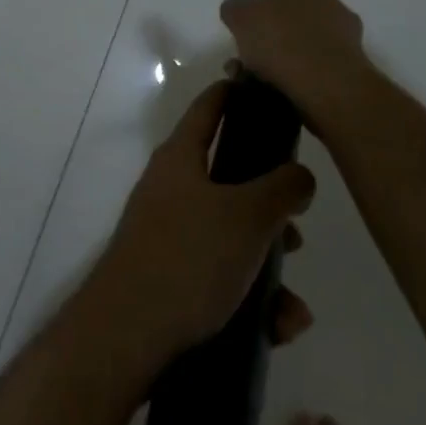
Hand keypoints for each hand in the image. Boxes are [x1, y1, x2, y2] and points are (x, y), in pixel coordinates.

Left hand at [86, 81, 316, 364]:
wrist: (126, 337)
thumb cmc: (188, 258)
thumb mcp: (246, 216)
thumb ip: (281, 188)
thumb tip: (299, 174)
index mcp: (181, 157)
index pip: (210, 107)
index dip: (236, 93)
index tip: (264, 88)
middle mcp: (171, 188)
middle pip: (230, 179)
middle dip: (270, 206)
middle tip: (297, 229)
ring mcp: (168, 235)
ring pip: (232, 236)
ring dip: (268, 266)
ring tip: (291, 304)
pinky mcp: (171, 279)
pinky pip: (222, 278)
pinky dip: (251, 299)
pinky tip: (277, 329)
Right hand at [219, 0, 374, 138]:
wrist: (328, 91)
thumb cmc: (285, 41)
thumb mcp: (244, 19)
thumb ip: (236, 10)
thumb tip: (236, 10)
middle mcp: (334, 12)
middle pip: (308, 8)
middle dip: (283, 21)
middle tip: (256, 38)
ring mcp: (346, 46)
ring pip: (306, 44)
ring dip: (280, 56)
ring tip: (247, 73)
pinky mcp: (347, 79)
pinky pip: (311, 73)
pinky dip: (288, 79)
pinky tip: (263, 91)